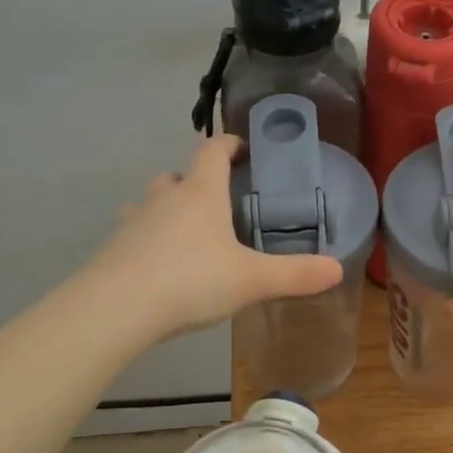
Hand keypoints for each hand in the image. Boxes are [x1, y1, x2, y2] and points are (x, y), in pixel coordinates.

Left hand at [91, 136, 342, 339]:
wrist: (115, 308)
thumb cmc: (190, 280)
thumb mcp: (251, 279)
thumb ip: (295, 274)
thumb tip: (338, 269)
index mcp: (201, 193)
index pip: (214, 150)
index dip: (229, 143)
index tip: (242, 147)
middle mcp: (165, 198)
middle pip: (180, 174)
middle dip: (198, 181)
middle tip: (219, 201)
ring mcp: (134, 221)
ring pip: (153, 202)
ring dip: (169, 208)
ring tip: (188, 233)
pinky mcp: (114, 248)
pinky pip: (135, 232)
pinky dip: (149, 239)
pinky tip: (160, 265)